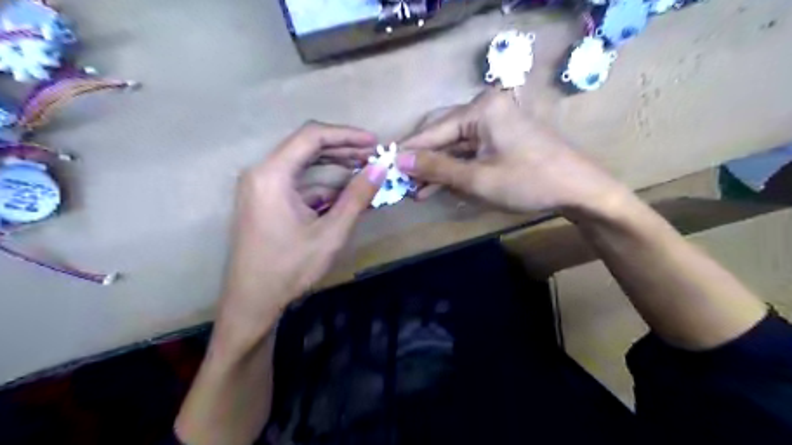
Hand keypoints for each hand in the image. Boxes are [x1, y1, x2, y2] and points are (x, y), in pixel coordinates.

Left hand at [219, 122, 386, 339]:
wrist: (252, 302)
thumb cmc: (289, 268)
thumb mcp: (330, 233)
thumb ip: (356, 197)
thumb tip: (380, 168)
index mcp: (271, 175)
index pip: (312, 136)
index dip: (347, 135)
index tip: (374, 143)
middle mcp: (261, 173)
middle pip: (306, 147)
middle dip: (343, 150)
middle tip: (373, 158)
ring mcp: (260, 187)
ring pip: (303, 165)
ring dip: (334, 168)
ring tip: (364, 172)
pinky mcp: (264, 201)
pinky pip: (298, 184)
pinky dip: (322, 186)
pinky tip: (345, 194)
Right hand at [399, 88, 628, 214]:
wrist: (579, 190)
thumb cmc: (529, 182)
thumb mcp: (477, 179)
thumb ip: (437, 168)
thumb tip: (399, 159)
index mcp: (481, 109)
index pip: (434, 130)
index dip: (409, 150)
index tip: (384, 163)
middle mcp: (485, 109)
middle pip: (444, 136)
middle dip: (424, 162)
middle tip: (401, 181)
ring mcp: (494, 124)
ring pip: (455, 146)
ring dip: (438, 169)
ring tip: (415, 190)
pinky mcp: (500, 138)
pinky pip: (470, 152)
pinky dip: (455, 169)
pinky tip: (438, 186)